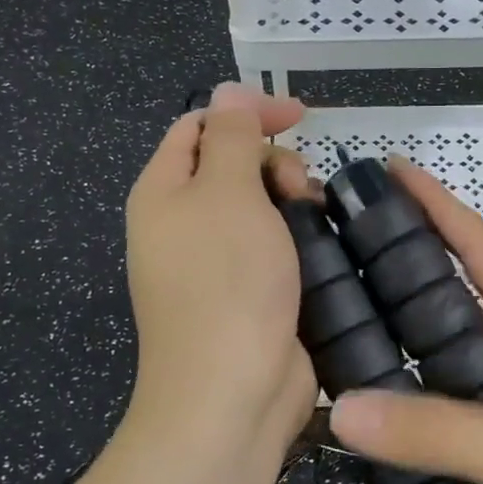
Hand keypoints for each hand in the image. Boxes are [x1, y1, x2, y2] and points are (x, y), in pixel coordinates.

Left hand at [124, 83, 317, 456]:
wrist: (230, 393)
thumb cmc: (226, 281)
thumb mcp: (227, 192)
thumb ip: (230, 134)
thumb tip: (227, 90)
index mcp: (162, 191)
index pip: (200, 126)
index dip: (247, 112)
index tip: (301, 117)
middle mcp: (181, 224)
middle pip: (230, 165)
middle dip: (271, 162)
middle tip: (297, 188)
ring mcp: (212, 264)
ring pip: (257, 208)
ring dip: (289, 200)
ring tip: (312, 218)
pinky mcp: (245, 295)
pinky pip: (271, 247)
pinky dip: (295, 238)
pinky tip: (320, 248)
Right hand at [329, 159, 482, 483]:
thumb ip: (443, 433)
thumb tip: (340, 409)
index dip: (437, 206)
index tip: (386, 171)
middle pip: (453, 325)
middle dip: (394, 305)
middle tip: (325, 289)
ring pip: (449, 400)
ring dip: (399, 404)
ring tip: (328, 396)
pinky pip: (461, 468)